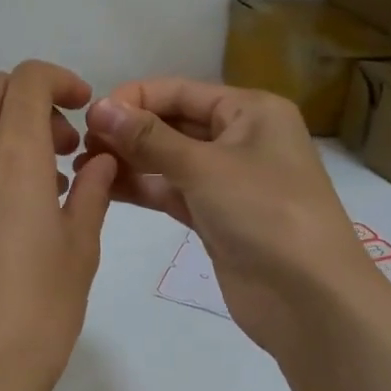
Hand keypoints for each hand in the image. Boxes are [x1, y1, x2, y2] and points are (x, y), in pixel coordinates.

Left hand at [0, 61, 117, 390]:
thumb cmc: (31, 318)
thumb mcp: (78, 253)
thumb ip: (91, 194)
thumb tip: (99, 161)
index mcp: (10, 154)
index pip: (27, 78)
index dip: (60, 80)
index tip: (85, 110)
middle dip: (34, 103)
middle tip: (68, 149)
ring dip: (10, 135)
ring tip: (50, 189)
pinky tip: (13, 219)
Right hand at [83, 79, 385, 361]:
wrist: (310, 299)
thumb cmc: (265, 213)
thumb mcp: (205, 167)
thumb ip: (148, 137)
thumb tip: (98, 107)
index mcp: (250, 110)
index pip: (181, 91)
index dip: (135, 99)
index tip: (89, 115)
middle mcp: (241, 138)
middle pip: (174, 124)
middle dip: (129, 131)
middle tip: (80, 145)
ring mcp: (228, 180)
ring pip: (170, 160)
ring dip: (130, 161)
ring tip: (84, 167)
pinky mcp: (216, 216)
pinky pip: (173, 191)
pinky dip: (143, 188)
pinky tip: (105, 188)